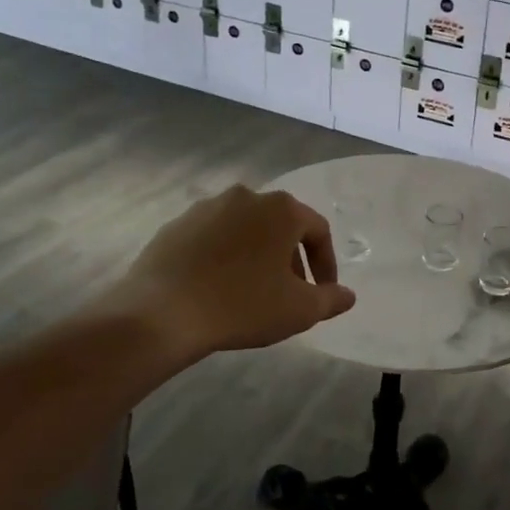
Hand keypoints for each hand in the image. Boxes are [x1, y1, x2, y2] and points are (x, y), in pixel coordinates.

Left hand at [109, 186, 356, 357]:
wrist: (161, 313)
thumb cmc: (242, 305)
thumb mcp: (299, 310)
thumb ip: (331, 299)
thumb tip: (347, 295)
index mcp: (281, 209)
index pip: (317, 230)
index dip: (326, 263)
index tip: (323, 292)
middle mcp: (246, 197)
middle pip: (280, 226)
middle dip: (291, 258)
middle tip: (289, 293)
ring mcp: (207, 208)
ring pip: (245, 230)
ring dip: (256, 255)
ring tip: (252, 291)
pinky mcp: (176, 225)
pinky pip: (212, 238)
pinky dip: (223, 257)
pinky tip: (217, 288)